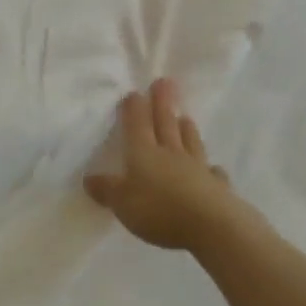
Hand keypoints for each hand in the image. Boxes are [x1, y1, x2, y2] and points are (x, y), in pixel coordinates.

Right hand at [84, 79, 246, 251]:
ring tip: (185, 117)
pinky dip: (211, 169)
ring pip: (190, 141)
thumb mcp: (122, 203)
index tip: (134, 93)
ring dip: (186, 129)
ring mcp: (197, 167)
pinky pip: (213, 173)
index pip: (137, 123)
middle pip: (166, 122)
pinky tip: (213, 168)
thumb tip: (88, 178)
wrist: (210, 224)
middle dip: (162, 102)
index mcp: (144, 152)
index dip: (134, 107)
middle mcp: (171, 153)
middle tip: (164, 82)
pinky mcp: (217, 186)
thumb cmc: (159, 210)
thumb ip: (107, 190)